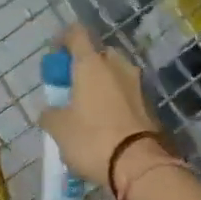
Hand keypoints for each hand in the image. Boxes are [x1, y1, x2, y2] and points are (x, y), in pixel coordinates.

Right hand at [38, 25, 166, 187]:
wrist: (139, 165)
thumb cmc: (92, 139)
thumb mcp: (59, 129)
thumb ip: (50, 114)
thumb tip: (50, 112)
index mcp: (92, 64)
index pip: (76, 34)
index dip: (63, 40)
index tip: (55, 57)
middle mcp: (118, 67)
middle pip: (98, 55)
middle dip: (84, 66)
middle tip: (72, 88)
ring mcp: (137, 85)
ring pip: (115, 75)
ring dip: (101, 85)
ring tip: (88, 109)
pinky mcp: (150, 106)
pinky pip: (126, 95)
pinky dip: (115, 101)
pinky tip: (106, 123)